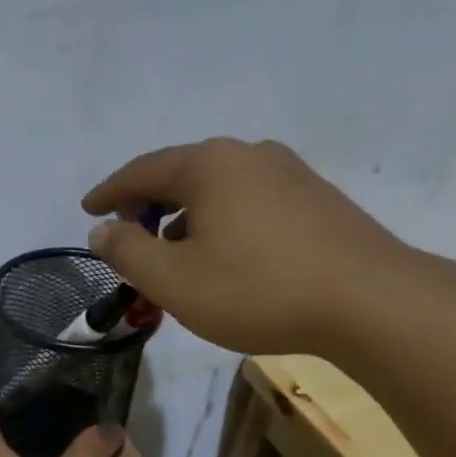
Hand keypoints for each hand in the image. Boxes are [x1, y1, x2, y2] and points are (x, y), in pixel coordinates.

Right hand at [82, 138, 419, 355]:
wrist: (368, 301)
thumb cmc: (255, 289)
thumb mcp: (173, 279)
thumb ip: (127, 252)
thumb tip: (103, 230)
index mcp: (209, 165)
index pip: (142, 170)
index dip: (109, 192)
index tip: (87, 208)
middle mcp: (248, 155)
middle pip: (181, 174)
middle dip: (147, 205)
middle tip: (127, 238)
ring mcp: (289, 173)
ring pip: (217, 189)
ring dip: (183, 217)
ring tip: (171, 254)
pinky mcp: (315, 199)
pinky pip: (247, 202)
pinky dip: (218, 223)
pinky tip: (221, 257)